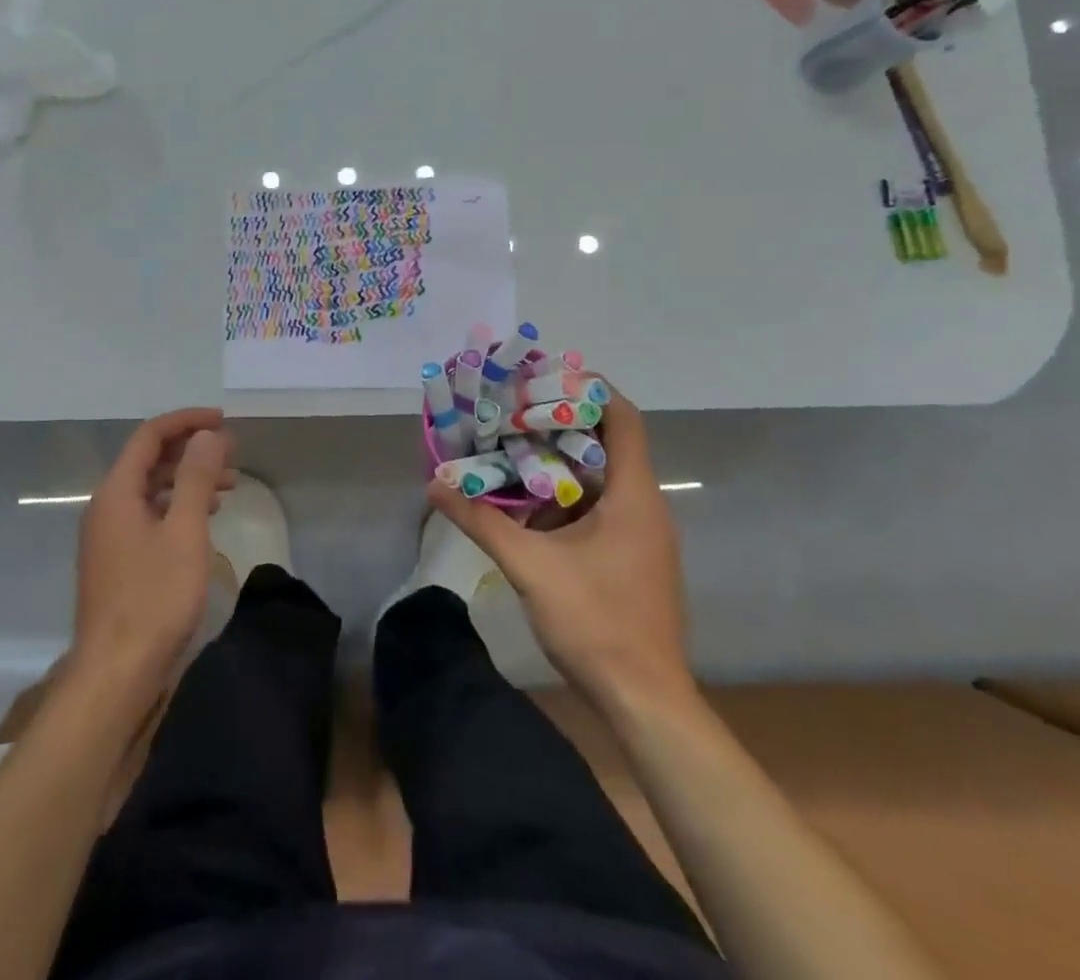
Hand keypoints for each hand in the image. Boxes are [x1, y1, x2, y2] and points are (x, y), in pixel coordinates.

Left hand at [71, 409, 235, 698]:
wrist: (115, 674)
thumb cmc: (154, 598)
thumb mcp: (184, 532)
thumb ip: (195, 478)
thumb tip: (207, 435)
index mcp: (116, 492)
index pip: (149, 436)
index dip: (186, 421)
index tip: (223, 421)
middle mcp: (106, 507)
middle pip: (148, 460)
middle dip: (190, 450)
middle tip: (232, 453)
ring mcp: (108, 536)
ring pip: (149, 490)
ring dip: (186, 480)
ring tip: (228, 486)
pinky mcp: (116, 561)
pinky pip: (147, 516)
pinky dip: (176, 507)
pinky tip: (202, 521)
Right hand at [428, 389, 696, 713]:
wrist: (645, 702)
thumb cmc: (597, 623)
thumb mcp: (531, 567)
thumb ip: (482, 521)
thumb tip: (434, 485)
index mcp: (633, 497)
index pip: (623, 419)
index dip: (590, 390)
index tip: (545, 376)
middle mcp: (644, 507)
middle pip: (607, 445)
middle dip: (559, 425)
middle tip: (512, 411)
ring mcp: (641, 535)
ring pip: (598, 480)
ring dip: (556, 464)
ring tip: (509, 450)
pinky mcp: (631, 558)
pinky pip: (598, 509)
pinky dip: (563, 498)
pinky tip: (524, 505)